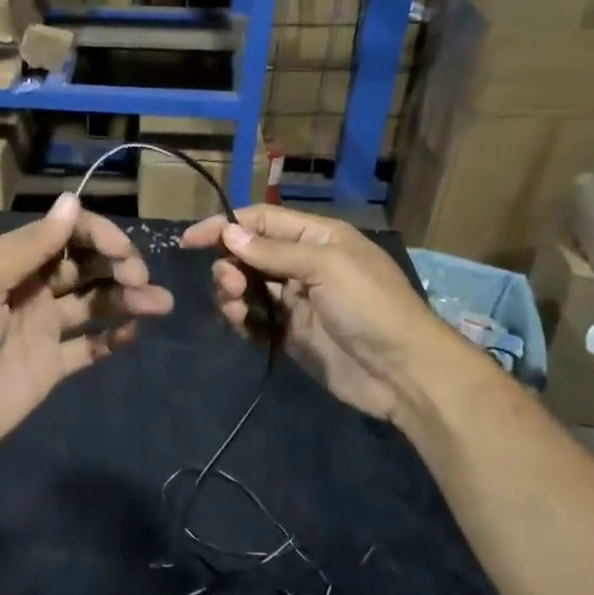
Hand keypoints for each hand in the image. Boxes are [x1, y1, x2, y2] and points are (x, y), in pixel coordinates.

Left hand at [0, 193, 174, 474]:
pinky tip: (134, 333)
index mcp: (8, 263)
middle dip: (117, 264)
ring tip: (159, 304)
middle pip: (83, 265)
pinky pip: (89, 346)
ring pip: (93, 302)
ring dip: (126, 297)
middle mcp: (28, 290)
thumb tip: (72, 202)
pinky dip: (113, 337)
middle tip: (141, 280)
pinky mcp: (49, 368)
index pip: (63, 234)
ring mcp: (40, 330)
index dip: (97, 235)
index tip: (123, 252)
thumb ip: (29, 246)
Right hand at [180, 205, 452, 426]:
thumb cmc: (370, 307)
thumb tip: (229, 233)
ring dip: (232, 292)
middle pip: (250, 254)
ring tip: (234, 306)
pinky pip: (254, 318)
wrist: (403, 373)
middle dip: (230, 264)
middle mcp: (304, 264)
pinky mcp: (290, 333)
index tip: (190, 240)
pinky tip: (239, 324)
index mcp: (318, 238)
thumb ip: (274, 251)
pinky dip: (241, 318)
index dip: (226, 226)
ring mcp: (296, 301)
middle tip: (229, 283)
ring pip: (248, 287)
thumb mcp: (326, 267)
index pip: (262, 221)